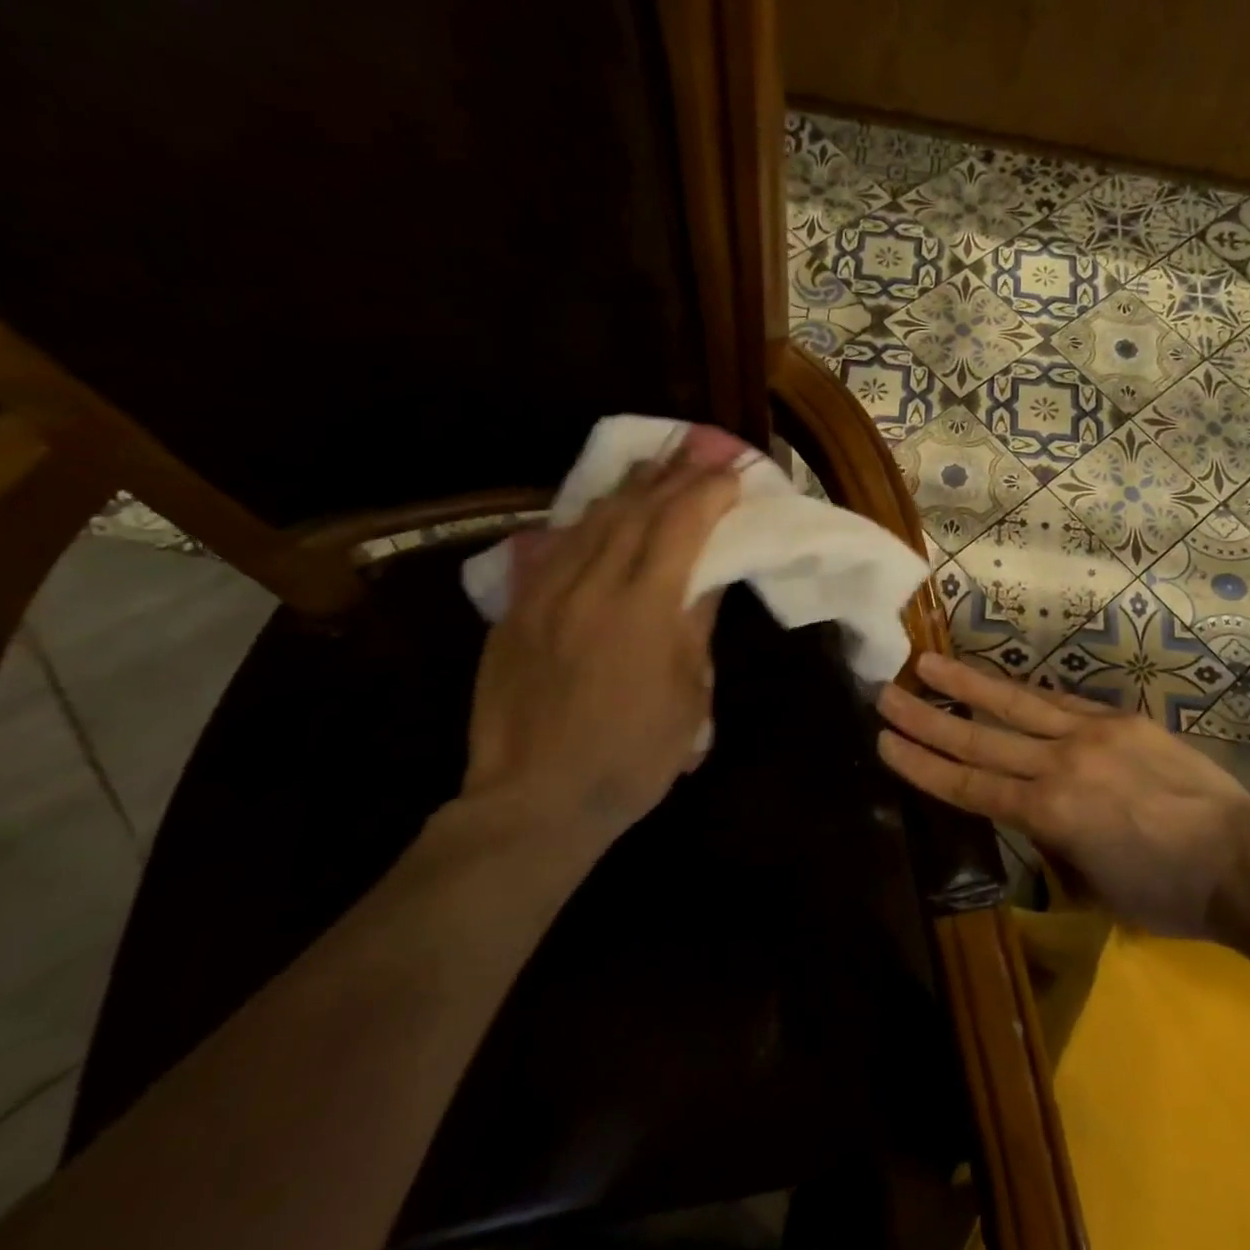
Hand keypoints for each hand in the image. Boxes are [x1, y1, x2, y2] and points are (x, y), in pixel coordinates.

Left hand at [462, 455, 739, 856]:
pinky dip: (586, 520)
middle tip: (698, 449)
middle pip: (636, 511)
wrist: (536, 800)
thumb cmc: (632, 755)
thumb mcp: (688, 693)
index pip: (681, 526)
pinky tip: (599, 509)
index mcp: (643, 607)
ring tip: (653, 463)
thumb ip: (695, 623)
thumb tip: (709, 574)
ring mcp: (546, 594)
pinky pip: (555, 547)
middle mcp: (591, 585)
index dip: (709, 493)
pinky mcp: (517, 610)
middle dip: (672, 475)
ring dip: (629, 488)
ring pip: (592, 521)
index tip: (732, 473)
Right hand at [877, 653, 1249, 936]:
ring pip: (1015, 704)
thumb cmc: (1166, 893)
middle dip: (927, 718)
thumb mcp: (1092, 887)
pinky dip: (1024, 694)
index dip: (923, 765)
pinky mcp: (1119, 718)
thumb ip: (1051, 845)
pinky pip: (1061, 702)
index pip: (970, 785)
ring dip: (967, 684)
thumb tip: (1030, 818)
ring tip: (928, 663)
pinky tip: (1001, 683)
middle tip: (886, 694)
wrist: (1242, 861)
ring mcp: (1092, 734)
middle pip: (980, 738)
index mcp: (1050, 814)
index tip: (885, 741)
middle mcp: (1061, 765)